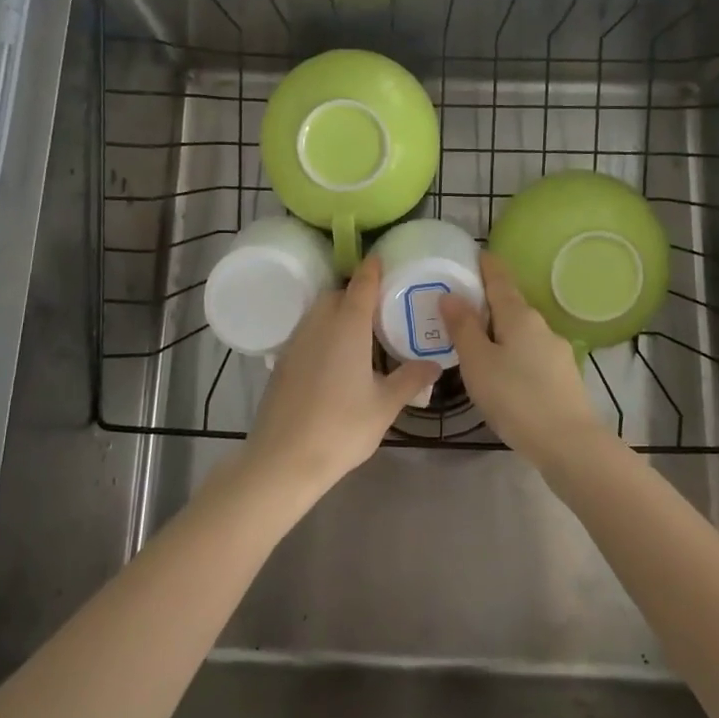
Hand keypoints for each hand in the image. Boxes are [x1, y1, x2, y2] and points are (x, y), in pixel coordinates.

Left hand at [243, 255, 439, 498]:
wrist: (283, 459)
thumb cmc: (341, 427)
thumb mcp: (385, 405)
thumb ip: (410, 379)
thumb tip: (435, 364)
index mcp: (348, 325)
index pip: (362, 284)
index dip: (373, 269)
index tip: (383, 258)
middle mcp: (319, 323)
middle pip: (337, 294)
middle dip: (356, 293)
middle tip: (379, 307)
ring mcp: (296, 341)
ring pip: (318, 312)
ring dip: (337, 312)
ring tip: (360, 332)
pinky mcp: (283, 361)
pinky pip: (307, 332)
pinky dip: (323, 332)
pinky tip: (335, 358)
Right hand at [442, 252, 606, 464]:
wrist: (570, 445)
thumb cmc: (516, 398)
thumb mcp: (478, 362)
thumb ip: (463, 328)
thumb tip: (450, 294)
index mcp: (519, 316)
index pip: (500, 278)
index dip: (486, 265)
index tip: (473, 255)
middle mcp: (541, 326)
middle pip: (511, 304)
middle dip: (487, 301)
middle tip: (459, 306)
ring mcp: (556, 352)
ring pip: (521, 332)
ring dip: (499, 330)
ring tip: (475, 343)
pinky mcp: (563, 377)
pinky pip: (530, 354)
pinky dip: (512, 352)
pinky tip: (502, 373)